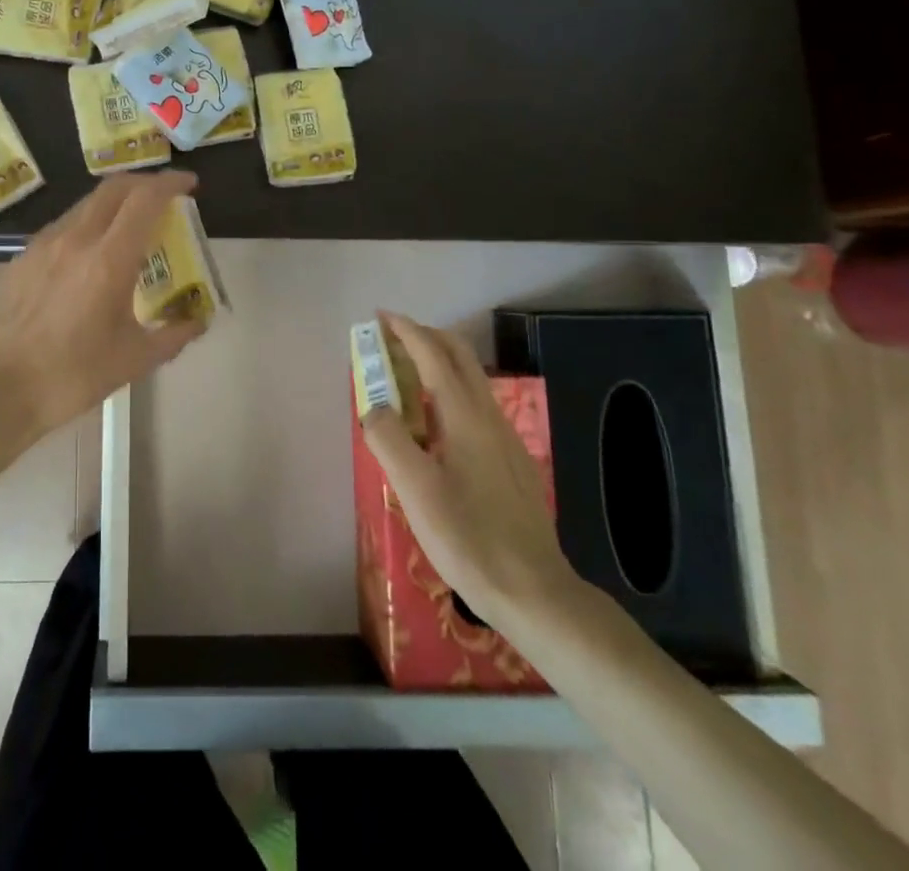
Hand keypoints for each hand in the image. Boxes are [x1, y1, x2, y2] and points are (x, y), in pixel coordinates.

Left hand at [0, 171, 207, 434]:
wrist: (1, 386)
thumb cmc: (73, 374)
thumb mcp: (135, 359)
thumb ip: (174, 334)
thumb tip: (198, 319)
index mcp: (109, 260)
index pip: (145, 200)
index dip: (170, 183)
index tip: (190, 184)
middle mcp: (77, 239)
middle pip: (114, 188)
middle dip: (144, 183)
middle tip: (165, 198)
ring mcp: (46, 243)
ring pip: (87, 203)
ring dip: (116, 202)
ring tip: (131, 225)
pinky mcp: (25, 255)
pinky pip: (65, 224)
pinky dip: (89, 223)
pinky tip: (93, 252)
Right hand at [359, 311, 578, 622]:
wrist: (535, 591)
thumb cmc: (469, 538)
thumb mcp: (415, 490)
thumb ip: (388, 439)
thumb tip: (373, 406)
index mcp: (464, 416)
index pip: (433, 356)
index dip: (406, 331)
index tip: (382, 317)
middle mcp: (488, 416)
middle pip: (459, 356)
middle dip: (426, 336)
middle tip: (392, 338)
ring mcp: (505, 438)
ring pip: (471, 379)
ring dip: (438, 361)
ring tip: (406, 374)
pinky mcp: (510, 460)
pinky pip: (476, 404)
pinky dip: (450, 389)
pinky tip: (435, 423)